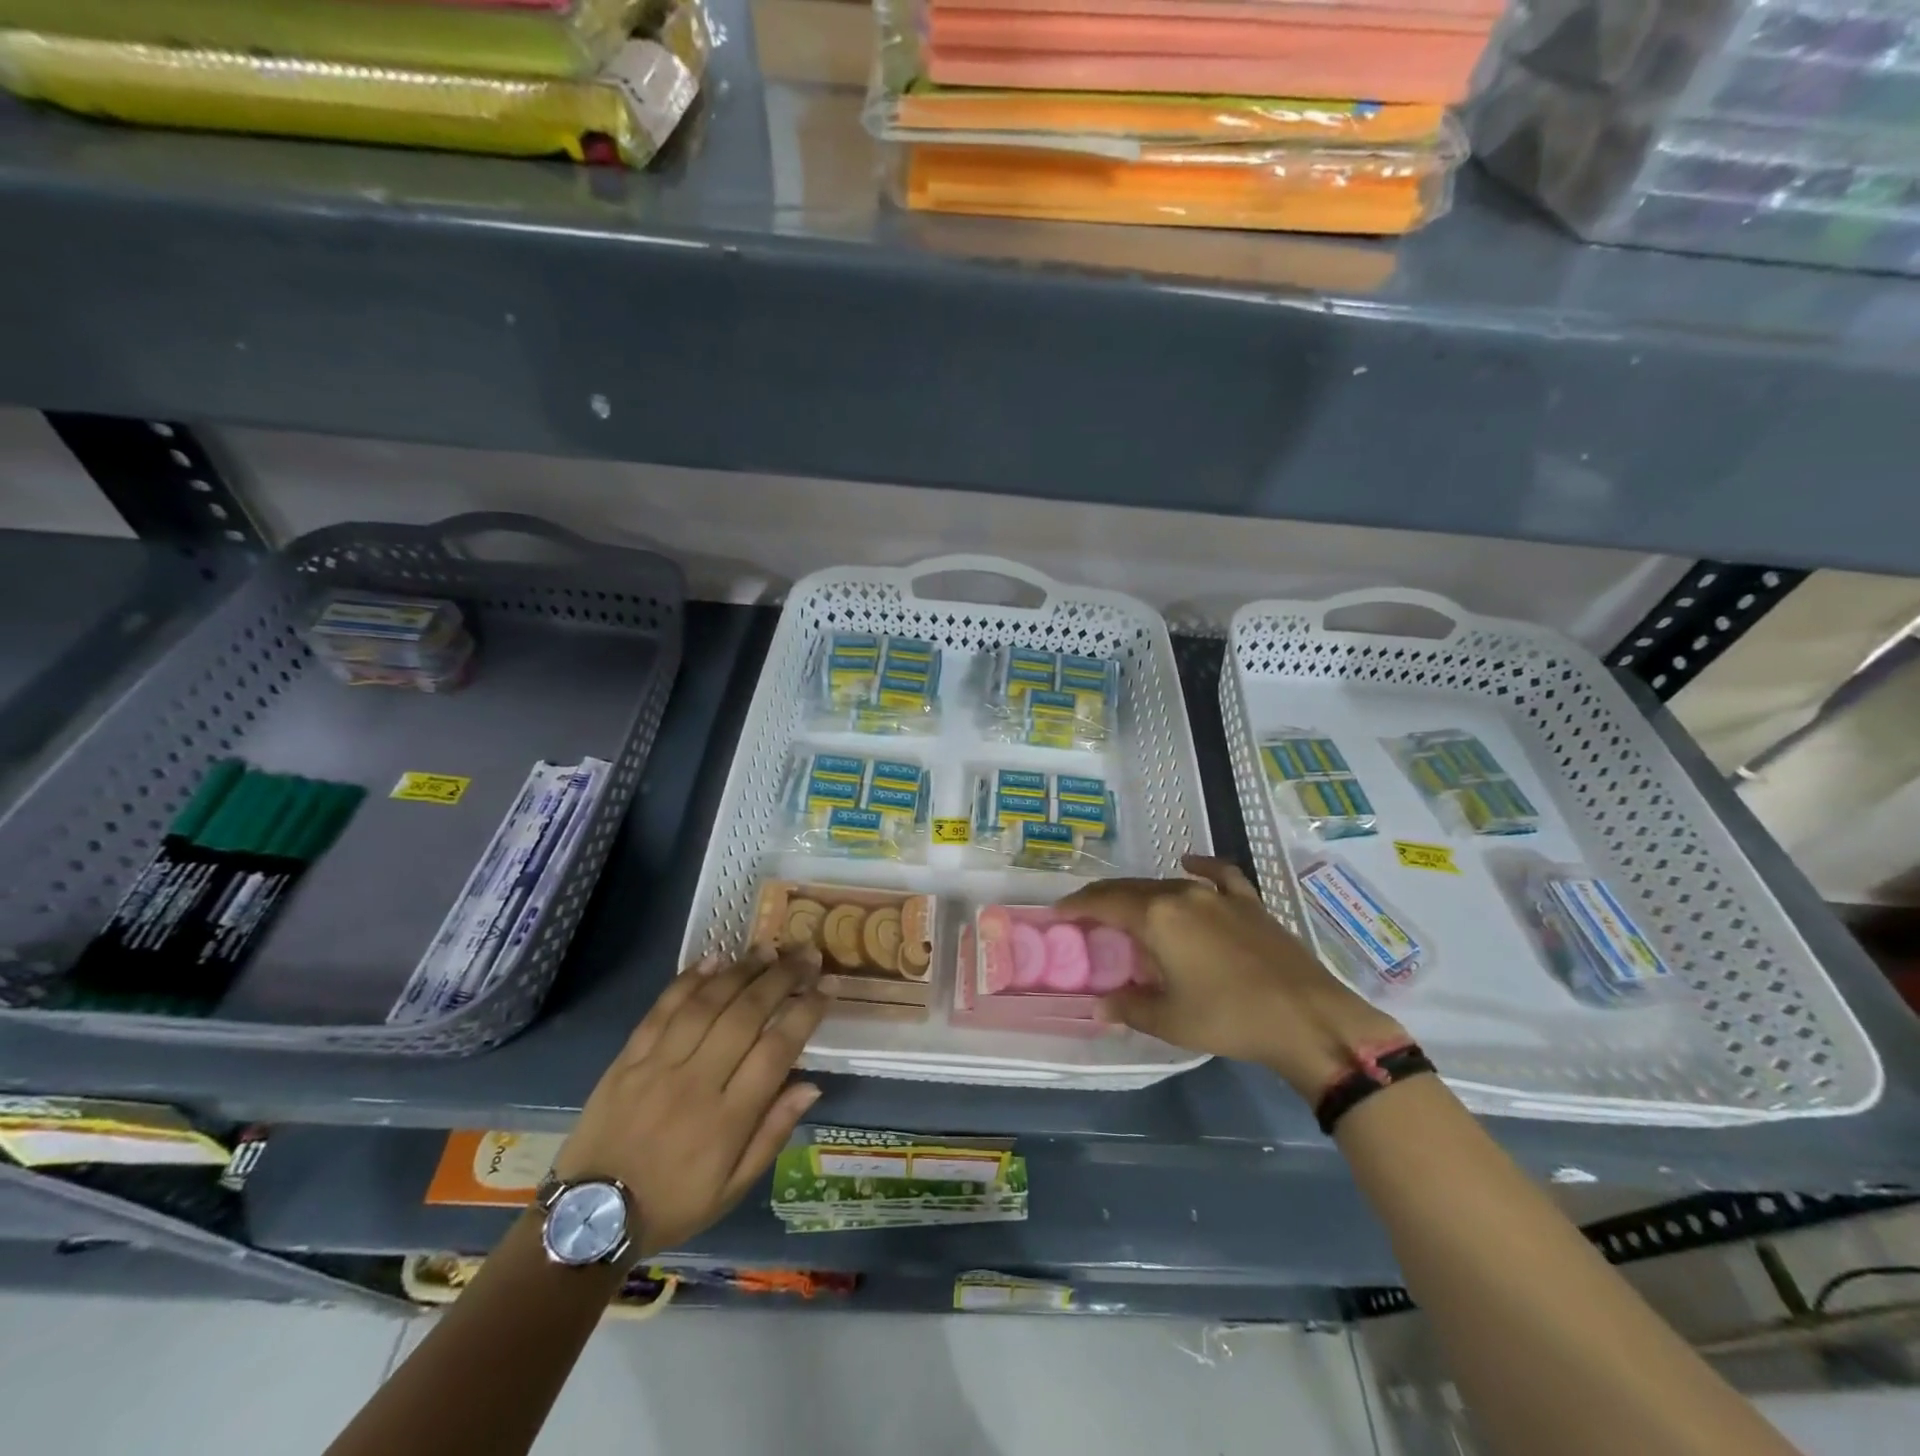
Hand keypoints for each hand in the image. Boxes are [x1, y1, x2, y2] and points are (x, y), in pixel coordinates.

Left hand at [551, 945, 828, 1260]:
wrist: (590, 1217)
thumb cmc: (673, 1203)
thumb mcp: (733, 1188)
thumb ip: (773, 1134)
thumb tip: (812, 1085)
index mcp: (727, 1120)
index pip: (776, 1051)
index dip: (805, 1013)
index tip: (826, 987)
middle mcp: (695, 1084)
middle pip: (745, 1016)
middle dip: (781, 978)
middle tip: (804, 954)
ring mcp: (657, 1066)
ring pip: (706, 1004)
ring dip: (741, 971)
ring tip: (767, 949)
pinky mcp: (628, 1058)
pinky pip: (661, 1010)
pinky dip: (689, 980)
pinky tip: (714, 959)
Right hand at [1056, 855, 1406, 1097]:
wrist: (1308, 1017)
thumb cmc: (1229, 1018)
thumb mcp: (1170, 1020)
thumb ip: (1129, 1007)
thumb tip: (1099, 1006)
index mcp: (1157, 918)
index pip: (1105, 903)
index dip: (1077, 906)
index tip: (1057, 912)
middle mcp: (1183, 895)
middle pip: (1131, 888)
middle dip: (1103, 898)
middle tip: (1083, 911)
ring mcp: (1219, 895)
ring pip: (1167, 883)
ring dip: (1142, 892)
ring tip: (1128, 906)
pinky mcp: (1249, 903)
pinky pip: (1218, 875)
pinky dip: (1199, 867)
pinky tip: (1188, 864)